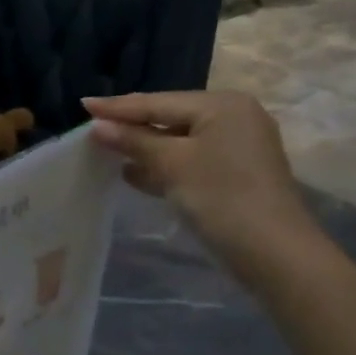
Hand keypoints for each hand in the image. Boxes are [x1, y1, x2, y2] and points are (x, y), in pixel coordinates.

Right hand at [83, 91, 323, 279]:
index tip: (82, 104)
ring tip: (106, 150)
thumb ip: (133, 141)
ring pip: (179, 141)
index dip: (117, 107)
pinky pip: (190, 160)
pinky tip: (134, 174)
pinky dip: (163, 165)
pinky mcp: (235, 173)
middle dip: (131, 126)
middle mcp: (233, 118)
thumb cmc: (220, 197)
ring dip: (144, 147)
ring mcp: (237, 146)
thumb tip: (98, 126)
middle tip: (93, 126)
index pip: (157, 102)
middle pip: (169, 117)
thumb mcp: (171, 164)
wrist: (273, 252)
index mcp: (221, 105)